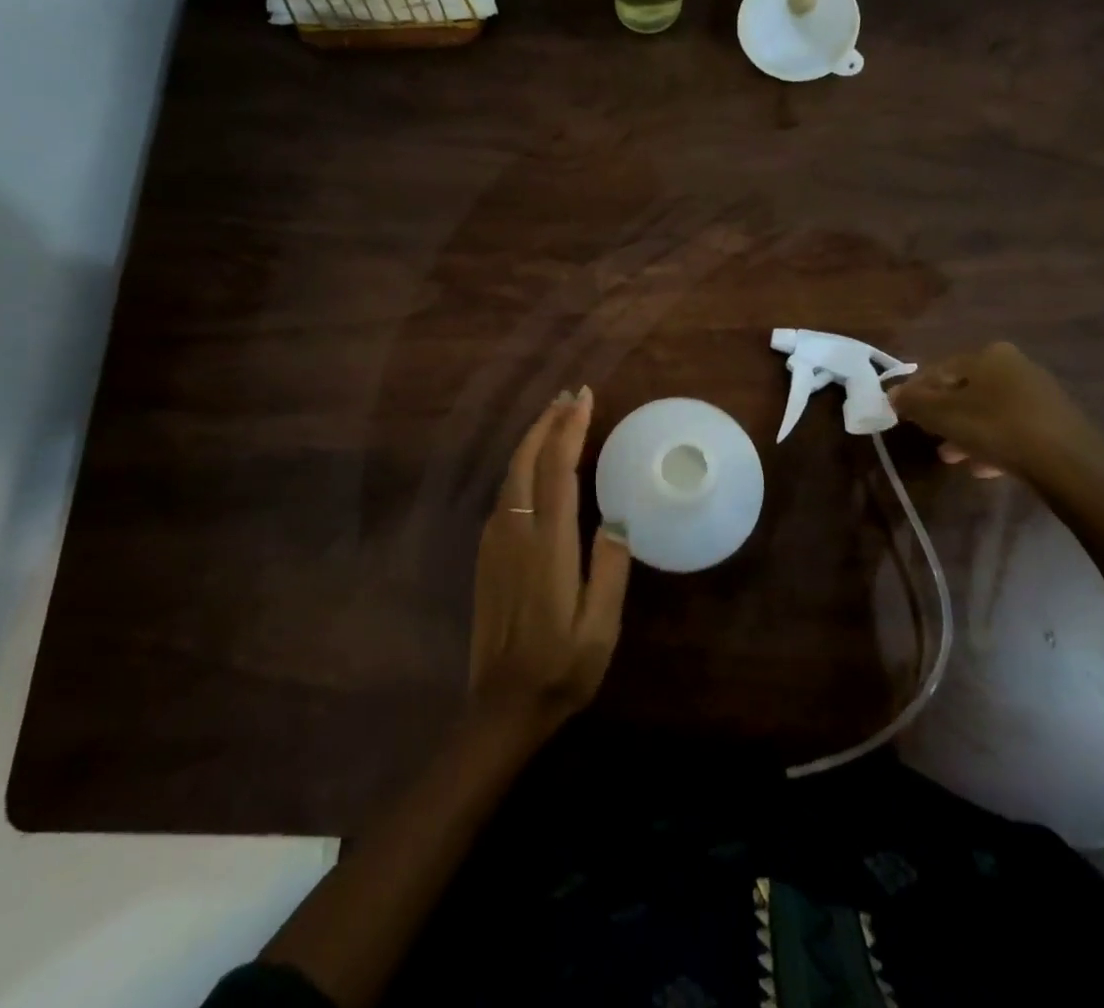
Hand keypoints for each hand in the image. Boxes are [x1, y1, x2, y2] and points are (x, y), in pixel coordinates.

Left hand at [468, 386, 629, 737]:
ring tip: (556, 417)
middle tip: (570, 395)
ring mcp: (495, 542)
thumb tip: (617, 518)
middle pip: (526, 461)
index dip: (570, 430)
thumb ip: (610, 569)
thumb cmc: (562, 669)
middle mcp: (515, 533)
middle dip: (547, 423)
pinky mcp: (487, 554)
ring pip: (511, 474)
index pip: (557, 471)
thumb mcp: (600, 628)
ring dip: (533, 440)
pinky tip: (534, 464)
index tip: (584, 398)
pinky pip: (504, 493)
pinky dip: (522, 465)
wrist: (501, 708)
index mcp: (548, 547)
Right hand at [889, 341, 1103, 486]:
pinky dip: (993, 443)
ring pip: (988, 411)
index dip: (916, 392)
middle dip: (943, 416)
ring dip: (966, 432)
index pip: (939, 369)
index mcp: (988, 355)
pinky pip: (1012, 428)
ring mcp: (1039, 393)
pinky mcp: (1055, 421)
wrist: (1069, 465)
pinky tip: (983, 468)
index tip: (903, 415)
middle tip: (930, 439)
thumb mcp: (942, 415)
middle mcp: (1015, 365)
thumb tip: (892, 393)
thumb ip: (913, 402)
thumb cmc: (996, 428)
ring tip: (953, 458)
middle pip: (965, 391)